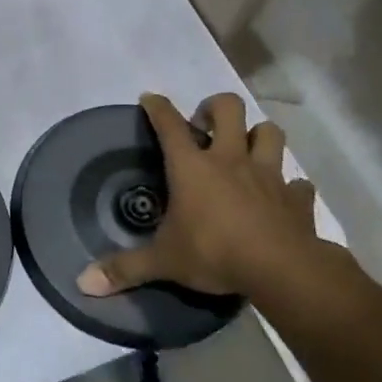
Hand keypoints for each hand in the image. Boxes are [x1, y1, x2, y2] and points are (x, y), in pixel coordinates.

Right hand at [77, 92, 323, 298]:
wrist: (283, 270)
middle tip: (205, 125)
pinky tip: (283, 197)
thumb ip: (125, 269)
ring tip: (246, 150)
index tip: (150, 99)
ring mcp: (268, 175)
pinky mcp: (296, 198)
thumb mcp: (163, 261)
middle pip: (229, 109)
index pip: (169, 124)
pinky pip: (298, 183)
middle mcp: (230, 160)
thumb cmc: (214, 253)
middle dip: (215, 108)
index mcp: (192, 167)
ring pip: (270, 133)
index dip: (157, 107)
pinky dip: (291, 187)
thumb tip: (84, 283)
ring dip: (258, 135)